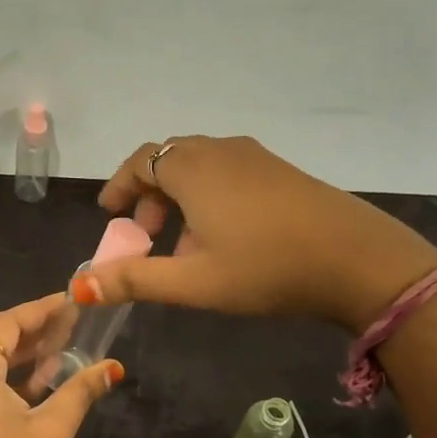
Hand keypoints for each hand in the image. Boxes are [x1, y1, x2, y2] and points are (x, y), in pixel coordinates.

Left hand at [0, 293, 122, 437]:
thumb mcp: (52, 430)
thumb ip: (80, 391)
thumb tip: (113, 368)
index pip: (6, 323)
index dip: (40, 310)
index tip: (71, 302)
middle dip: (32, 330)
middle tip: (72, 324)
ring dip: (20, 354)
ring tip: (61, 349)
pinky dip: (5, 376)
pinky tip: (38, 382)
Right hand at [75, 136, 436, 332]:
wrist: (357, 260)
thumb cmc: (266, 268)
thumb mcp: (193, 281)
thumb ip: (134, 281)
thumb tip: (78, 286)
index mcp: (193, 168)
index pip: (141, 162)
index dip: (119, 186)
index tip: (110, 215)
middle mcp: (221, 150)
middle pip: (169, 160)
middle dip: (149, 195)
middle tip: (146, 234)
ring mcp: (256, 157)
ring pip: (202, 167)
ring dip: (181, 198)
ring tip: (185, 244)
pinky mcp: (281, 170)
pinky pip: (229, 172)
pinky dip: (210, 196)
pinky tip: (225, 237)